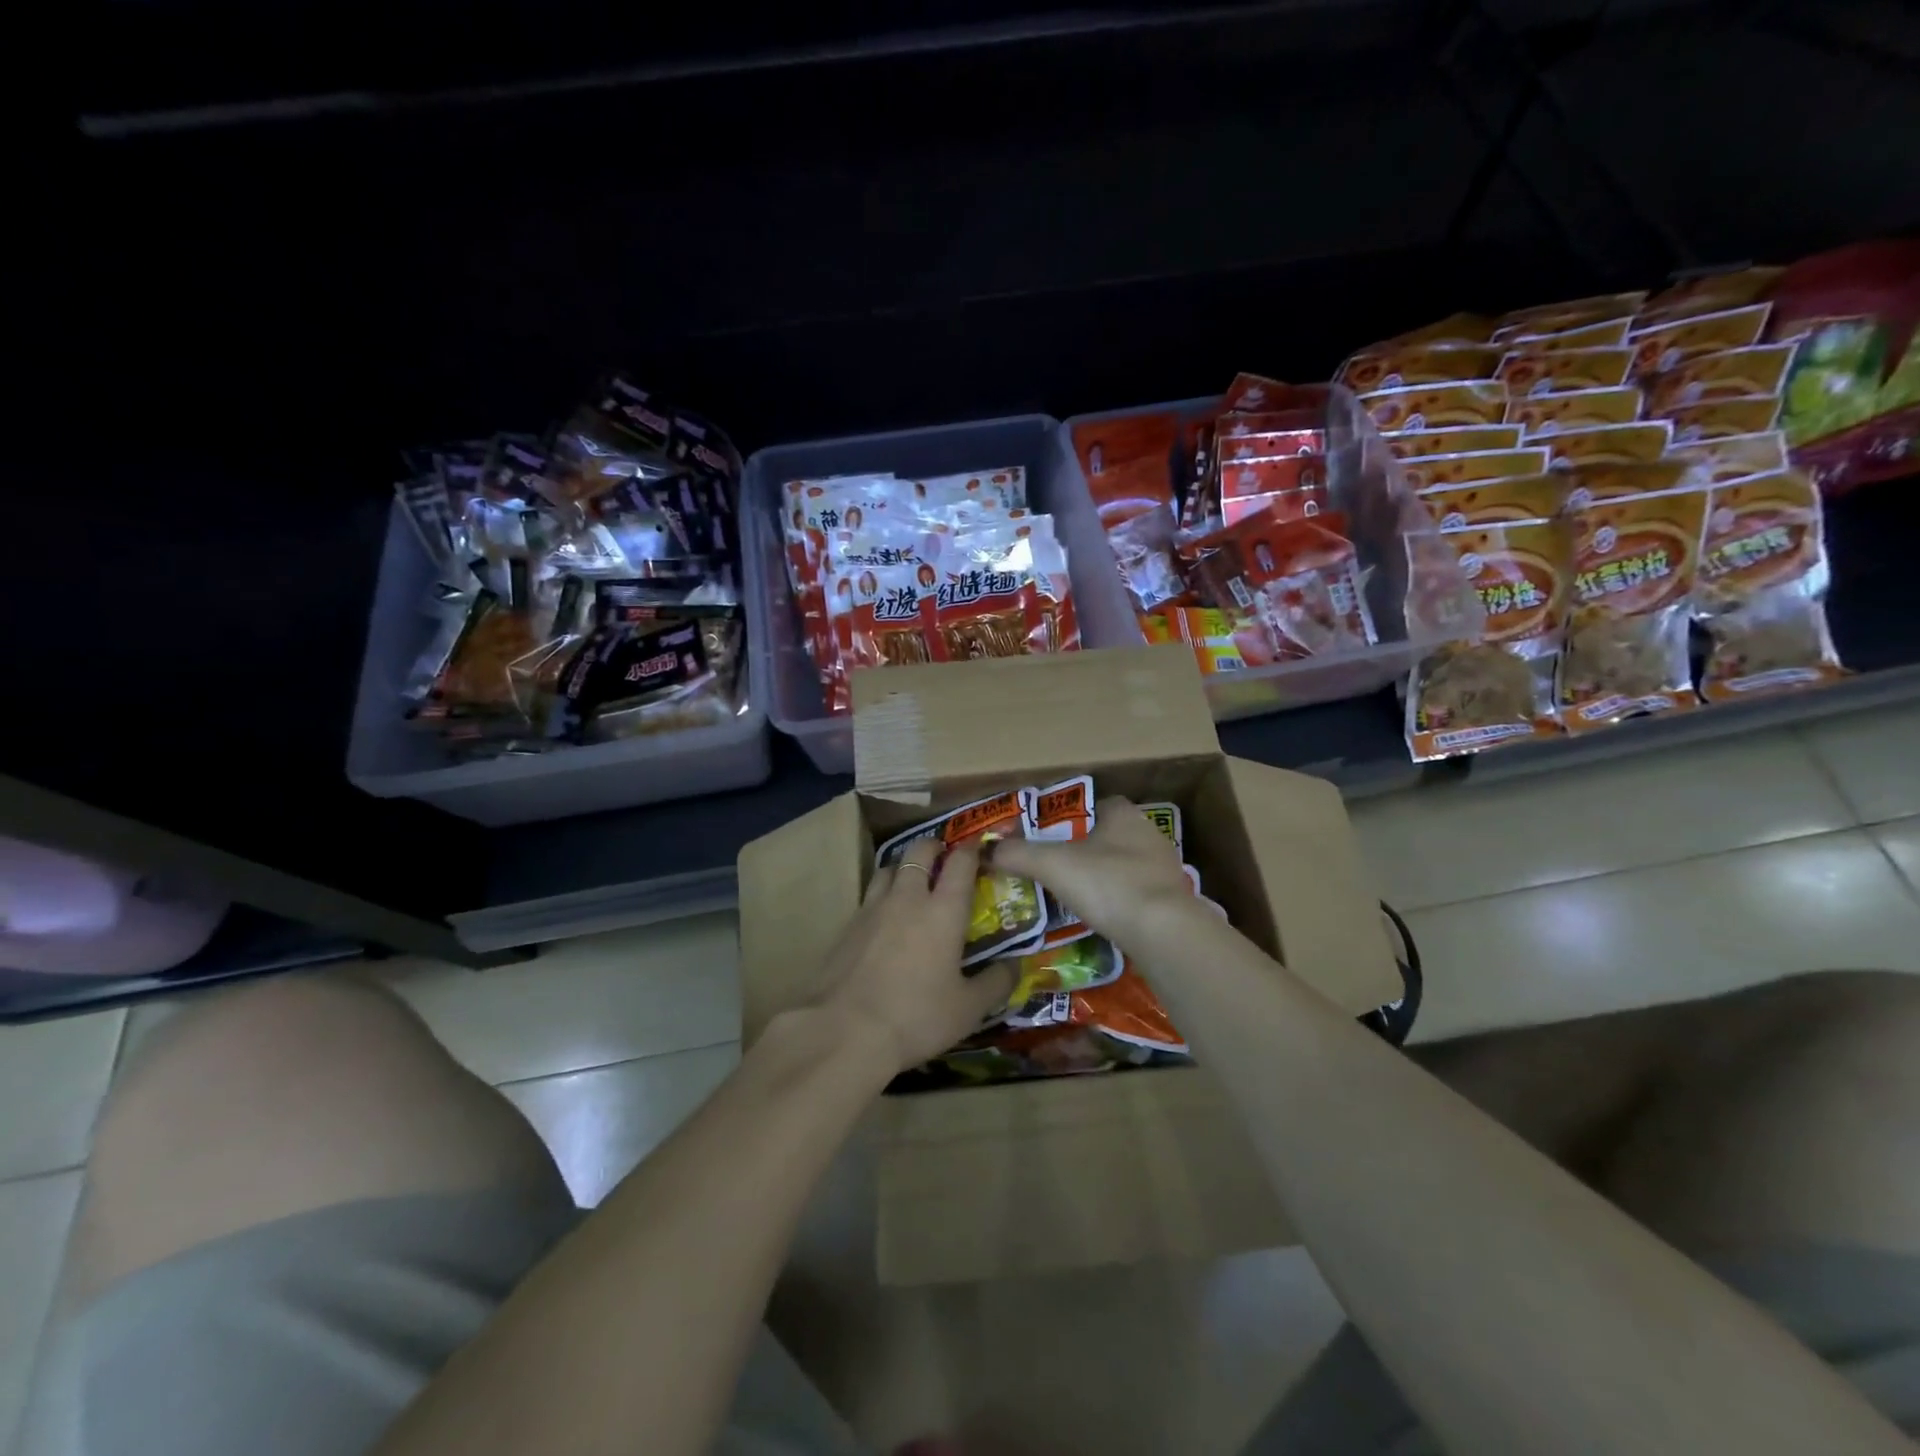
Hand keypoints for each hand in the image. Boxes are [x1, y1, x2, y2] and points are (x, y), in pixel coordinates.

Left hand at [814, 837, 1017, 1073]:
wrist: (845, 1031)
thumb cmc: (916, 1017)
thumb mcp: (968, 1009)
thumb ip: (996, 983)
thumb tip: (1017, 965)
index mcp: (943, 911)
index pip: (960, 863)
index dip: (971, 850)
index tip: (978, 848)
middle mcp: (908, 898)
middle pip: (919, 851)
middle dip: (934, 846)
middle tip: (943, 855)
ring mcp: (873, 908)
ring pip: (889, 867)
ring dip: (904, 866)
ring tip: (911, 880)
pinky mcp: (847, 926)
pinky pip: (869, 896)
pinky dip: (881, 895)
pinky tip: (884, 918)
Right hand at [989, 796, 1199, 953]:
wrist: (1163, 932)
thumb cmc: (1107, 884)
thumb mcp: (1052, 865)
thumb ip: (1018, 854)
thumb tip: (986, 850)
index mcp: (1123, 814)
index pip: (1097, 805)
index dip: (1073, 819)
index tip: (1052, 839)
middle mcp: (1149, 834)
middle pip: (1111, 836)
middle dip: (1087, 851)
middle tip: (1058, 870)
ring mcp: (1165, 869)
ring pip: (1126, 866)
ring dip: (1106, 878)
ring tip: (1077, 898)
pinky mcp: (1173, 901)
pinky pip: (1139, 895)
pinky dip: (1121, 903)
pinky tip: (1104, 919)